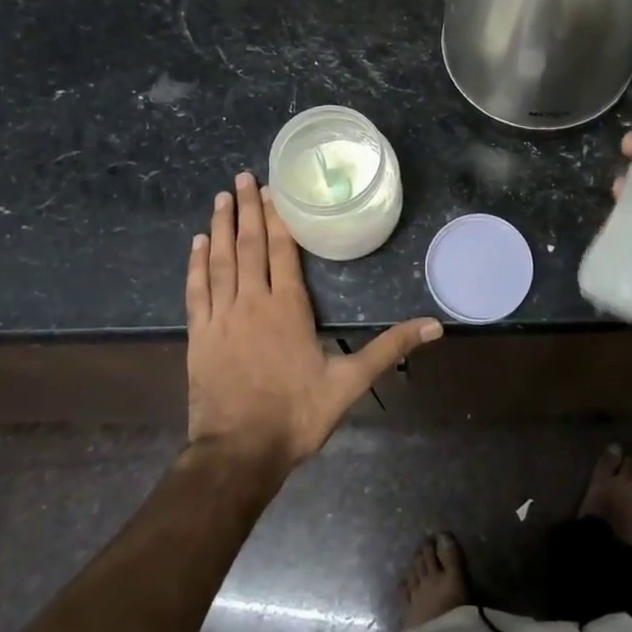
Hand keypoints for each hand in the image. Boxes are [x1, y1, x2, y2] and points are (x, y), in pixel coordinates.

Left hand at [187, 172, 441, 469]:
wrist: (239, 454)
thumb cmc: (296, 415)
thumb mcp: (349, 383)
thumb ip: (389, 349)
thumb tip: (434, 326)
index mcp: (288, 307)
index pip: (282, 249)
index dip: (278, 216)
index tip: (273, 188)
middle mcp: (252, 301)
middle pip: (249, 245)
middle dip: (248, 208)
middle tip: (244, 177)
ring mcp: (221, 317)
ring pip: (220, 261)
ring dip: (221, 226)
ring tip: (223, 196)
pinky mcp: (200, 335)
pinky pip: (197, 290)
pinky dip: (196, 264)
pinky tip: (197, 243)